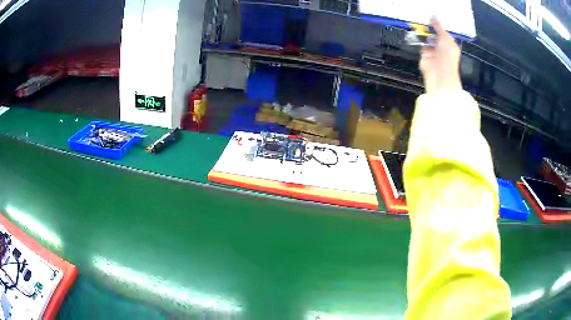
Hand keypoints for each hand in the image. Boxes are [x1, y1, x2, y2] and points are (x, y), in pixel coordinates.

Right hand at [419, 18, 461, 93]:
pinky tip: (421, 41)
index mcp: (450, 45)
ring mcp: (433, 52)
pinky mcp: (425, 56)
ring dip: (425, 36)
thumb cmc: (447, 57)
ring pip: (427, 40)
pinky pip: (422, 47)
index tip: (432, 19)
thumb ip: (438, 27)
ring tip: (422, 30)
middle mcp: (442, 48)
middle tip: (425, 22)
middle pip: (434, 35)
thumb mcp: (445, 38)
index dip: (438, 26)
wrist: (440, 74)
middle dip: (430, 30)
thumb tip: (433, 17)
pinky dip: (421, 45)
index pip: (444, 33)